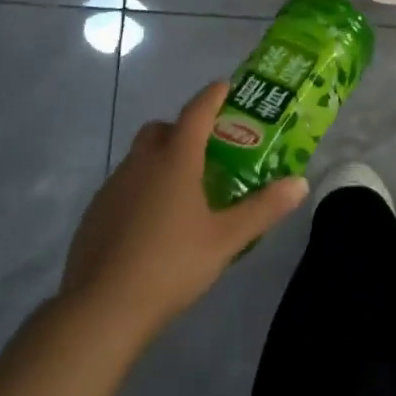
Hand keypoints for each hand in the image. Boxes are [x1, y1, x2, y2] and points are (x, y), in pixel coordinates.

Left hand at [60, 81, 307, 346]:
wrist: (101, 309)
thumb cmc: (170, 265)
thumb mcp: (226, 240)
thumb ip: (264, 209)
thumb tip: (300, 183)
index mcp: (175, 160)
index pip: (197, 112)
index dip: (213, 95)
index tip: (226, 86)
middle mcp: (141, 163)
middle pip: (162, 129)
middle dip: (183, 129)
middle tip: (207, 151)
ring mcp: (113, 187)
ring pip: (140, 157)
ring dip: (161, 160)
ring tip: (184, 192)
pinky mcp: (94, 213)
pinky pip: (124, 185)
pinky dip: (141, 188)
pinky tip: (152, 223)